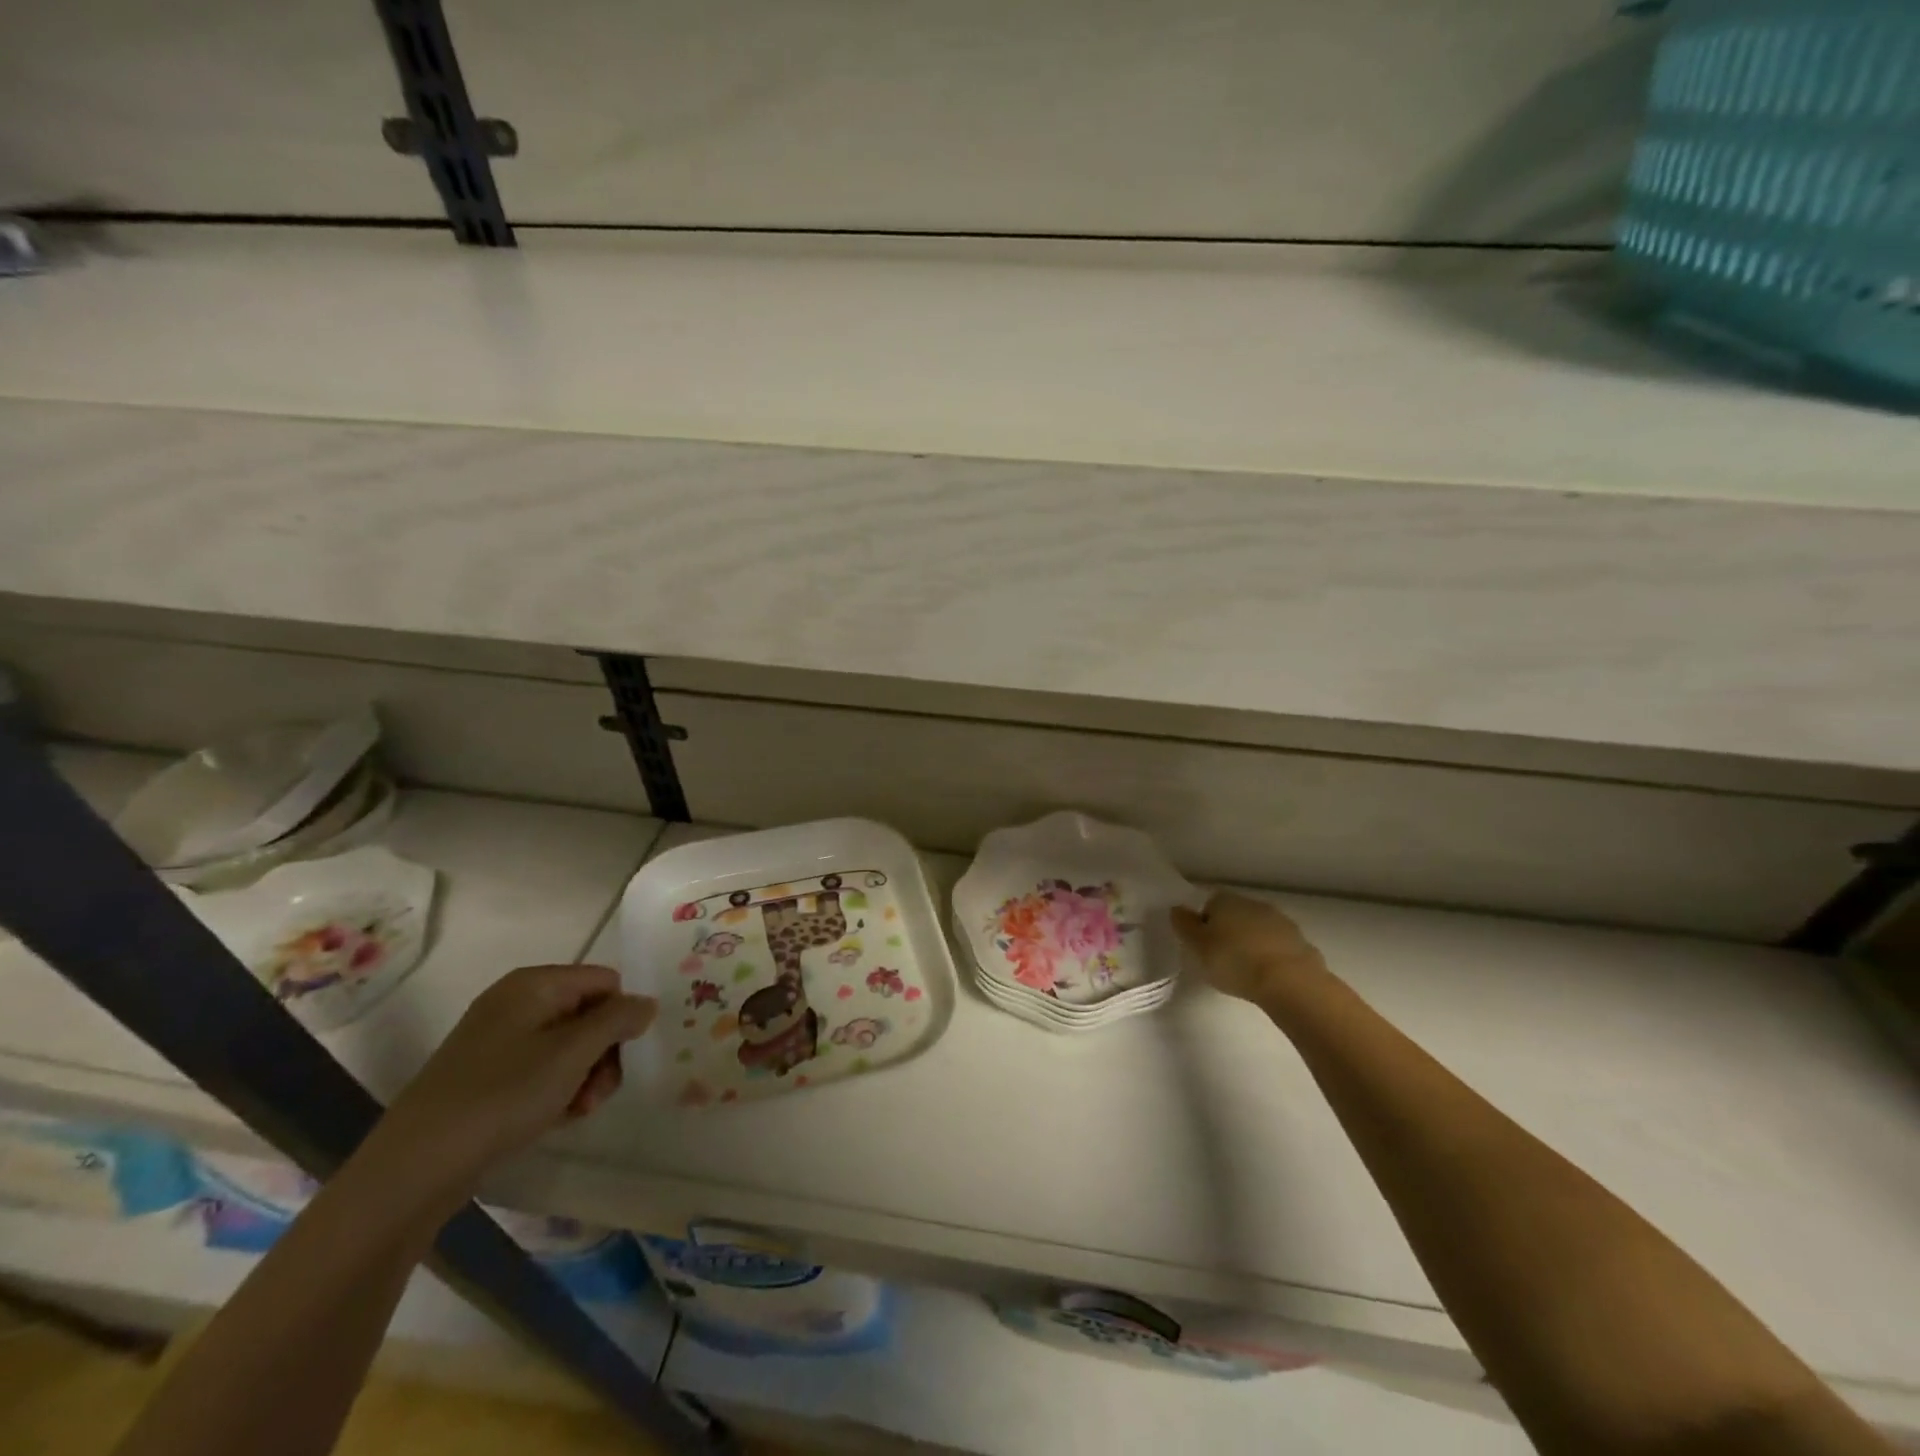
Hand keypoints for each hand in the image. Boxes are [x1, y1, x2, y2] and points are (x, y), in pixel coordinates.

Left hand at [370, 965, 655, 1194]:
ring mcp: (499, 1040)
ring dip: (584, 1077)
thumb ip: (619, 1019)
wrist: (415, 1167)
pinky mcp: (487, 1075)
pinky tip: (554, 1118)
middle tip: (598, 1092)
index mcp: (535, 983)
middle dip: (604, 1053)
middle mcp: (517, 1002)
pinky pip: (541, 1070)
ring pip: (569, 1046)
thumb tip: (646, 1003)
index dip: (621, 1016)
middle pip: (589, 1014)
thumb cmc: (503, 1095)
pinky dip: (557, 1090)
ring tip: (576, 1110)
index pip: (606, 982)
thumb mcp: (573, 1052)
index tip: (622, 1056)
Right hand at [1172, 891, 1329, 1004]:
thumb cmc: (1234, 961)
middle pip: (1235, 915)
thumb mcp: (1196, 947)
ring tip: (1246, 971)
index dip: (1203, 925)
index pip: (1208, 905)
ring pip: (1258, 930)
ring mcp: (1281, 921)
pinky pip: (1278, 947)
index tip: (1202, 948)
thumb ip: (1183, 925)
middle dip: (1229, 933)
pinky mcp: (1301, 942)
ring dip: (1252, 944)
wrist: (1290, 982)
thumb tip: (1177, 909)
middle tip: (1221, 960)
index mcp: (1225, 900)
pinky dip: (1271, 957)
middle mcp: (1253, 903)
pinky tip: (1268, 977)